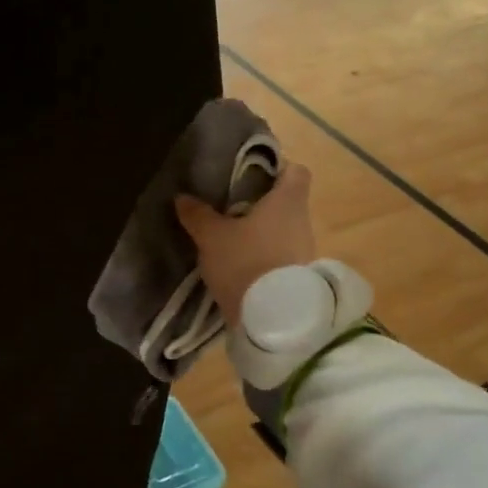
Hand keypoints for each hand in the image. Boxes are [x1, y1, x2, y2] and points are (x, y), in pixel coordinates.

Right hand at [174, 163, 315, 325]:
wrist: (272, 320)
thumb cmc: (245, 262)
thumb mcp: (212, 237)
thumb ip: (198, 214)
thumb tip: (182, 196)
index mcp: (288, 201)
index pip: (296, 170)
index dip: (277, 168)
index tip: (251, 174)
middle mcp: (303, 221)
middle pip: (286, 202)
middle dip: (260, 203)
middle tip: (229, 206)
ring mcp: (304, 251)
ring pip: (282, 230)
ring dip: (261, 232)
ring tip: (230, 237)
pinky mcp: (298, 277)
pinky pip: (280, 255)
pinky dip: (263, 255)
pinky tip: (239, 263)